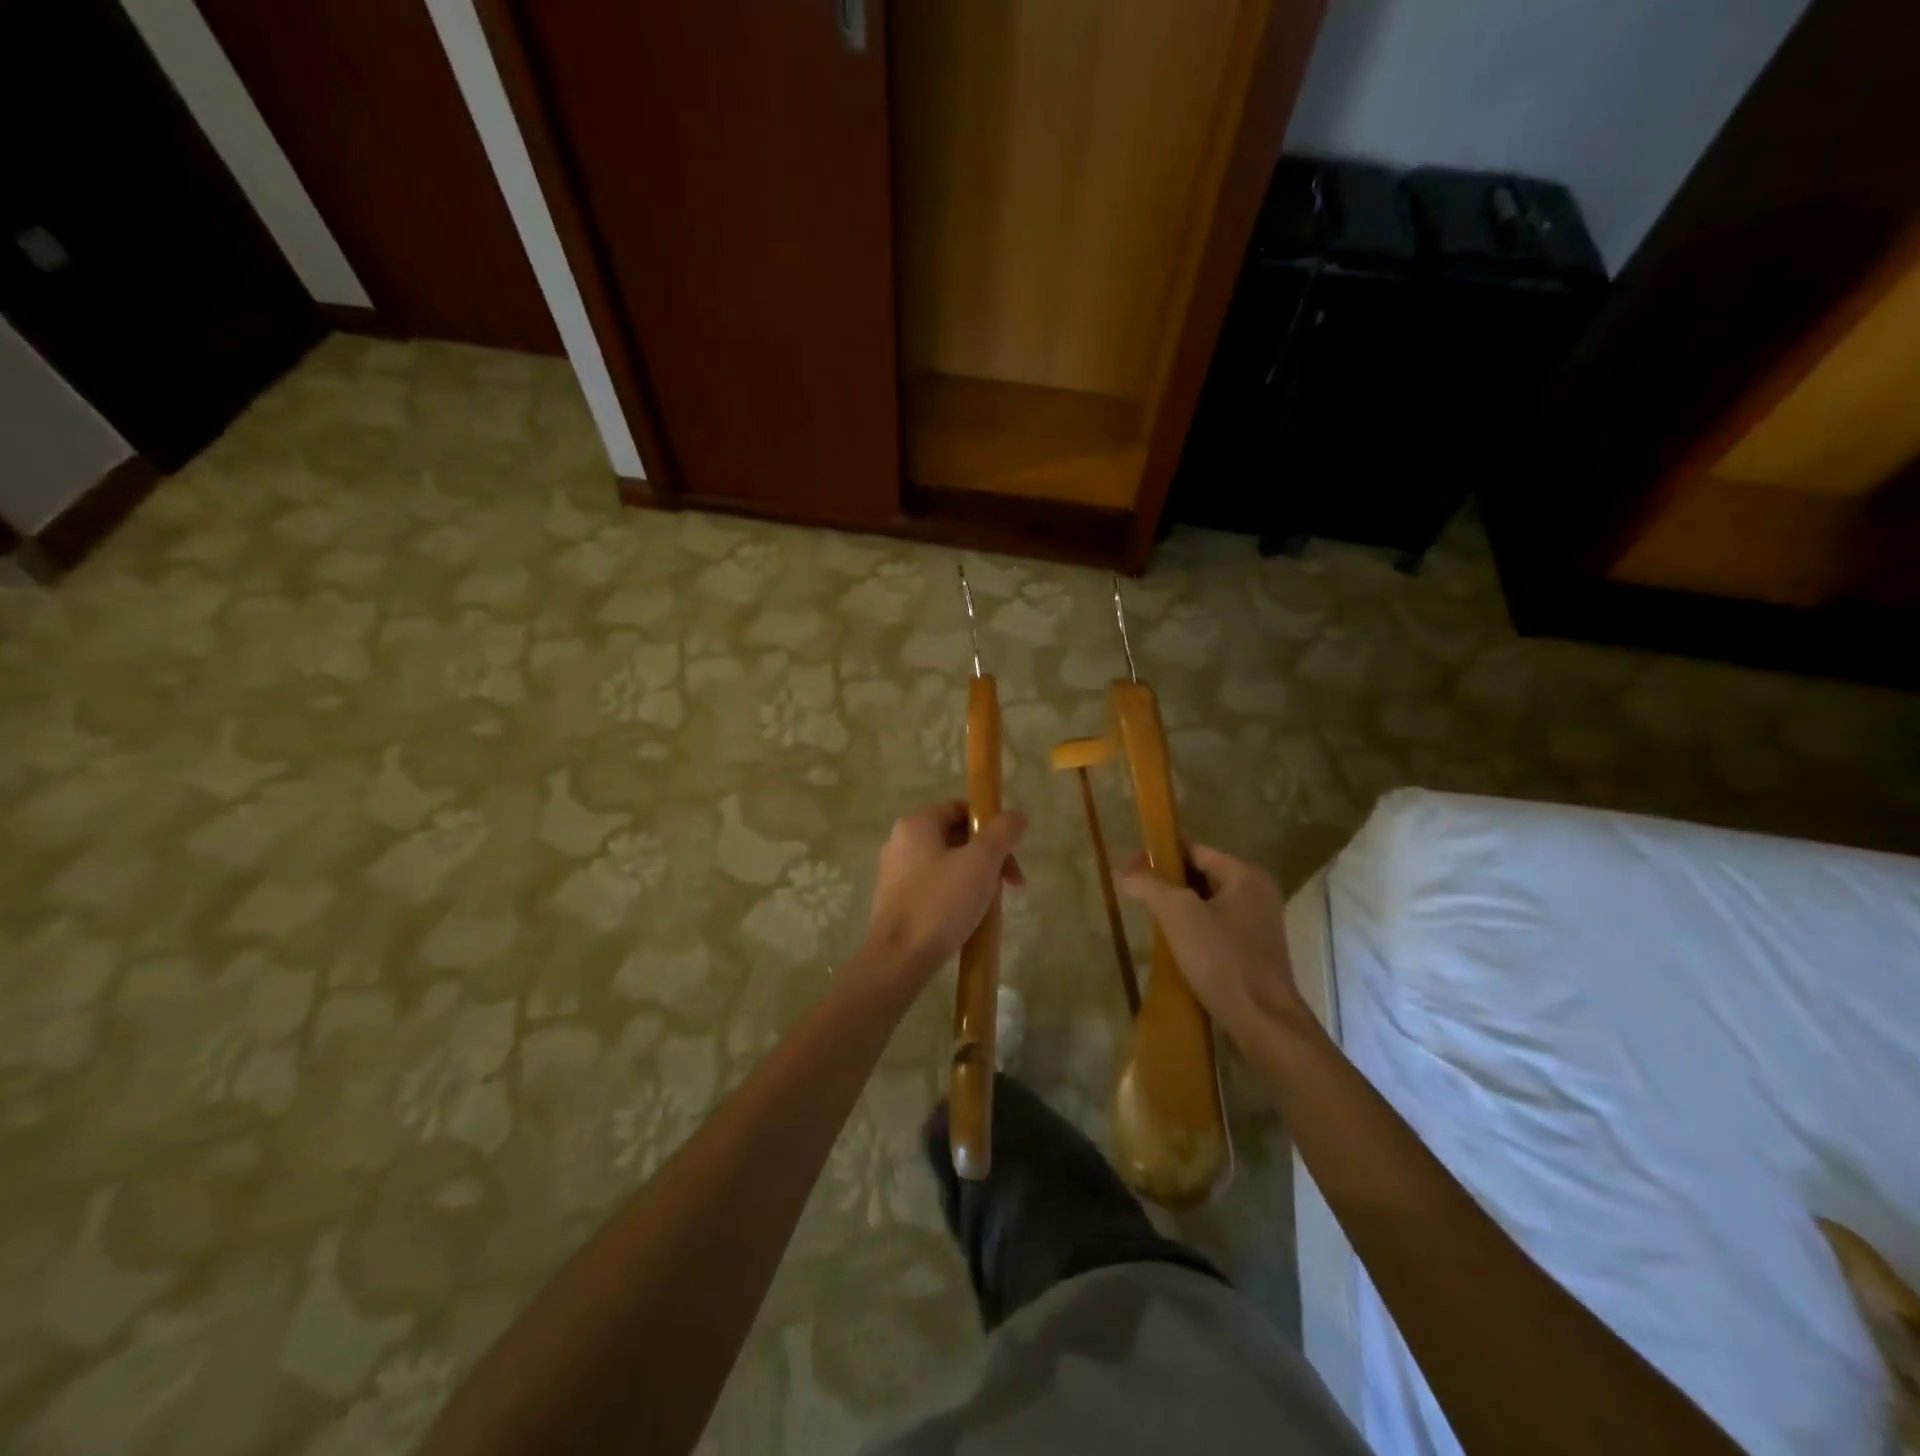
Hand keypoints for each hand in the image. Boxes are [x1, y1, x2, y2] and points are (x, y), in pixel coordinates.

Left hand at [860, 801, 1026, 985]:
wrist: (900, 959)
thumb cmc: (941, 902)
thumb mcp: (981, 862)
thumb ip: (1002, 833)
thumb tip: (1017, 816)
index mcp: (916, 825)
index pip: (960, 809)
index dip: (991, 824)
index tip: (1011, 850)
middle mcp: (900, 843)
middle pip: (955, 837)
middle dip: (989, 857)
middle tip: (1011, 883)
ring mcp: (895, 874)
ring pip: (947, 865)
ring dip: (976, 878)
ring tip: (993, 904)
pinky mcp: (896, 903)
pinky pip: (934, 888)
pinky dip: (956, 896)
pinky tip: (971, 918)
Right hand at [1118, 844, 1304, 1040]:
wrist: (1262, 1021)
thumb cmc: (1221, 959)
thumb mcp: (1178, 914)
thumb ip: (1149, 885)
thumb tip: (1123, 871)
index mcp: (1244, 875)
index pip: (1194, 849)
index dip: (1160, 855)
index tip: (1131, 867)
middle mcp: (1256, 892)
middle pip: (1201, 875)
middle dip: (1167, 882)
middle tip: (1135, 894)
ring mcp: (1258, 923)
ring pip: (1207, 903)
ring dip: (1178, 907)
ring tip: (1149, 918)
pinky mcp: (1253, 950)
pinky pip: (1216, 926)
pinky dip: (1193, 928)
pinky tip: (1173, 943)